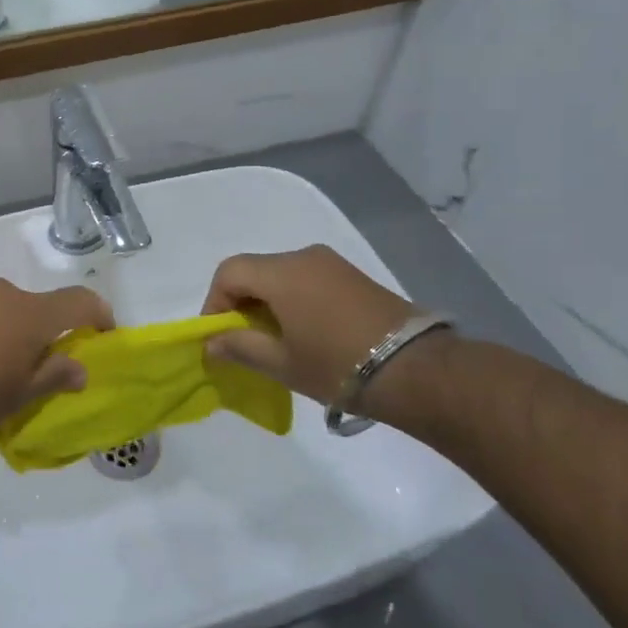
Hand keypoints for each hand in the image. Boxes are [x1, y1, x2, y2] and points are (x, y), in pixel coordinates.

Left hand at [0, 278, 113, 453]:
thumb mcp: (16, 398)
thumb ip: (54, 377)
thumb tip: (80, 368)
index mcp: (30, 315)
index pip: (80, 301)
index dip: (99, 313)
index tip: (101, 333)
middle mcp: (1, 291)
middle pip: (33, 306)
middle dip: (36, 332)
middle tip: (22, 367)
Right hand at [201, 246, 423, 411]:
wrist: (416, 369)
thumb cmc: (338, 366)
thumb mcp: (282, 363)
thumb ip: (240, 347)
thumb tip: (211, 342)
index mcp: (282, 273)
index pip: (229, 272)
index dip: (214, 302)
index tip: (219, 336)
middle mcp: (304, 257)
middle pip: (255, 270)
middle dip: (240, 302)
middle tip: (244, 340)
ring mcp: (332, 264)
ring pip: (281, 274)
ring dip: (267, 301)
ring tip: (275, 340)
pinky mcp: (353, 276)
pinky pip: (307, 279)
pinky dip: (293, 298)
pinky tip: (305, 331)